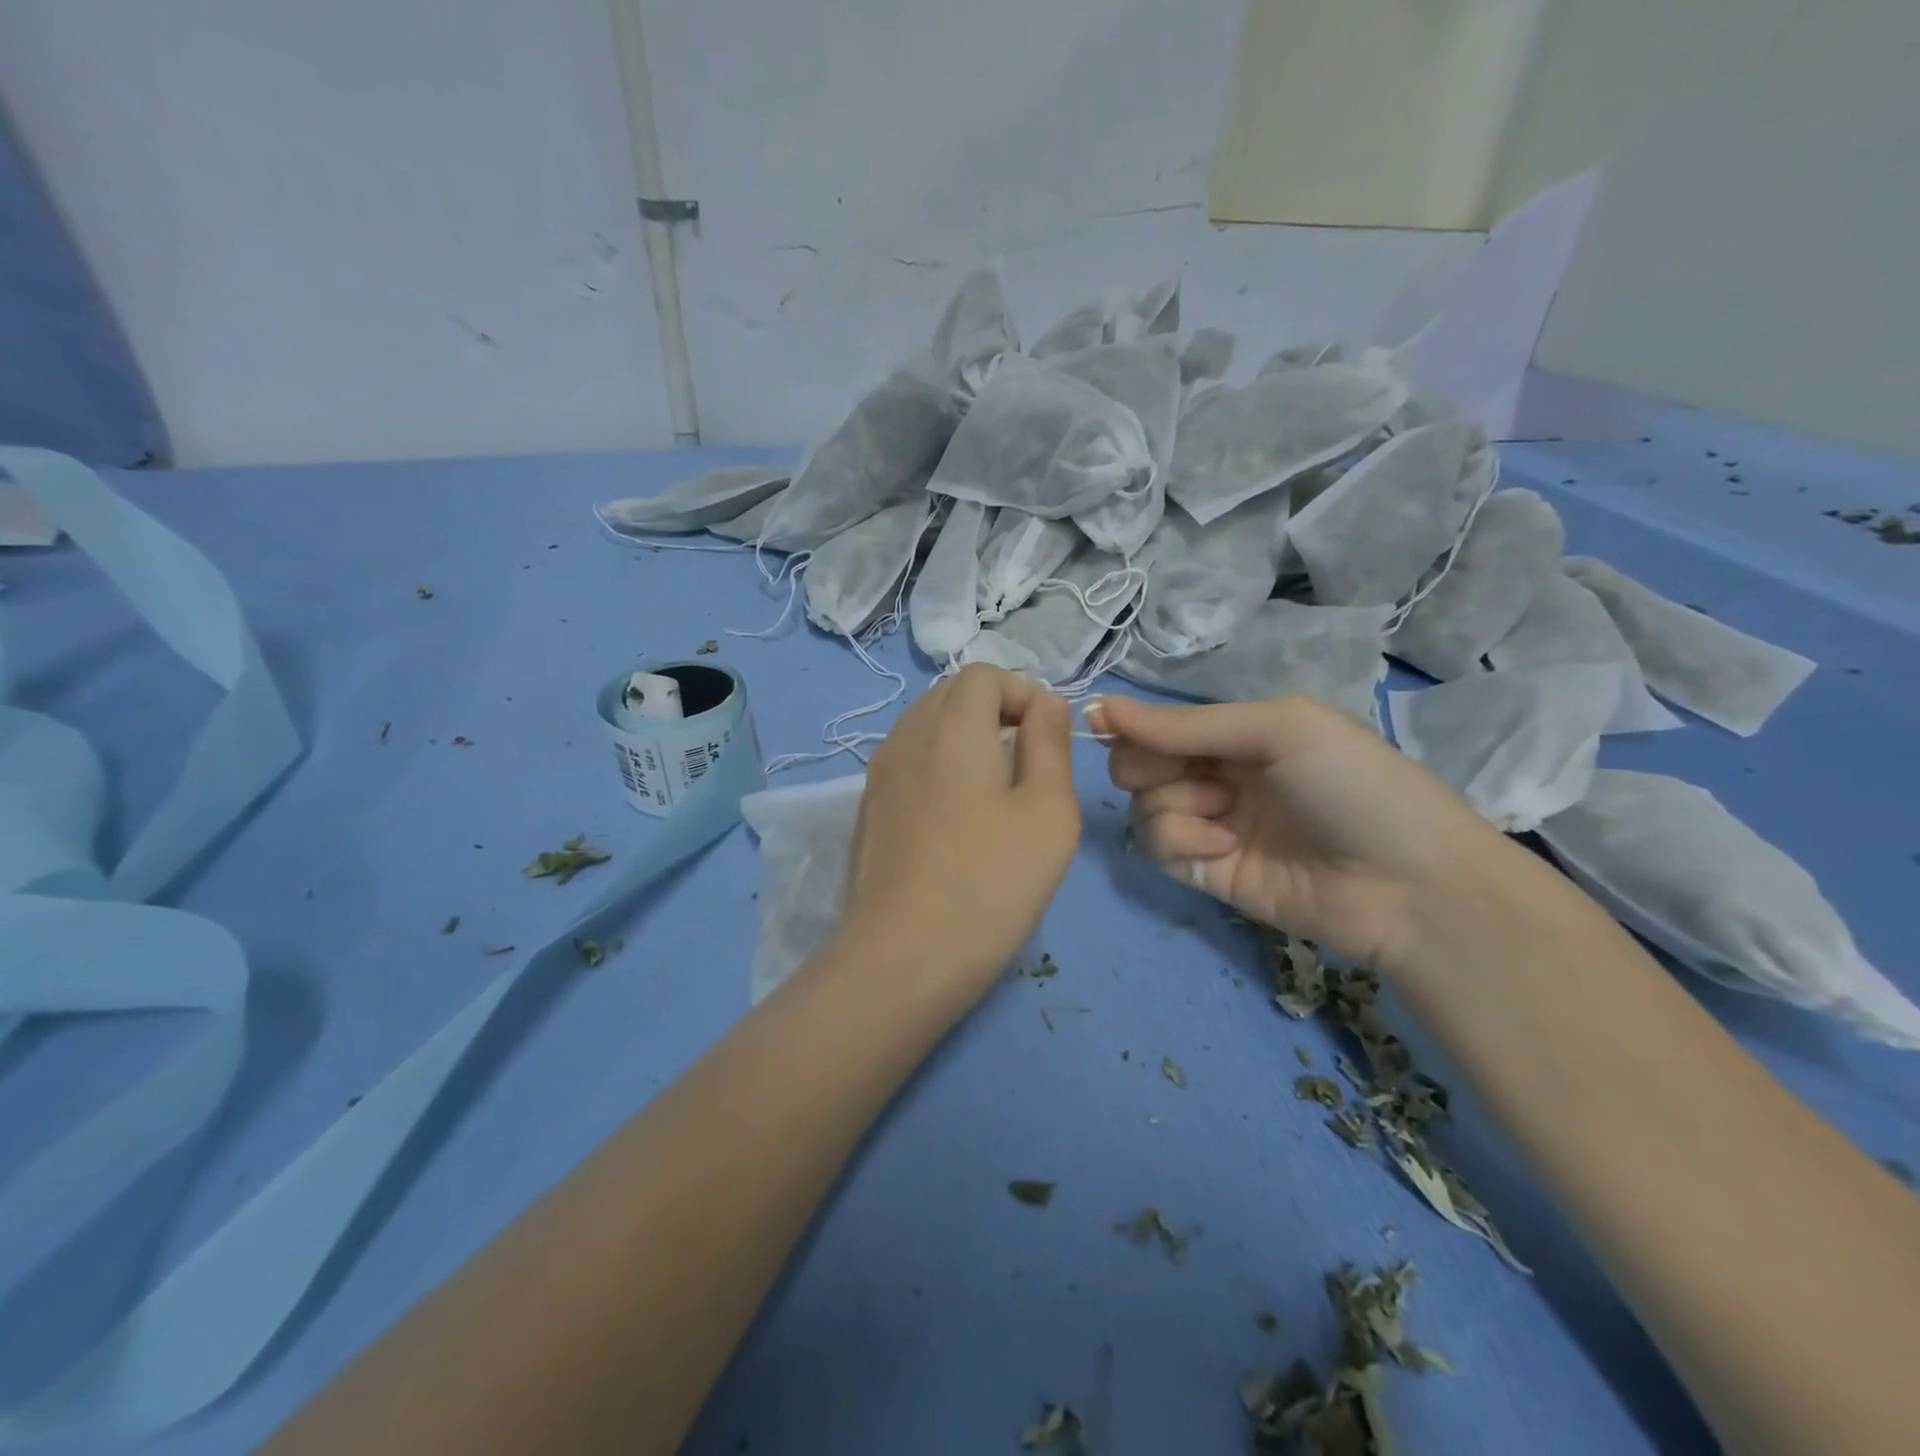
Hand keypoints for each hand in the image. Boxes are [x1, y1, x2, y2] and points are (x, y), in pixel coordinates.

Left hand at [836, 664, 1080, 1005]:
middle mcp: (905, 736)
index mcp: (950, 726)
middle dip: (995, 711)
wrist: (902, 958)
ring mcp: (878, 774)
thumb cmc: (990, 882)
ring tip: (996, 792)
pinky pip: (909, 761)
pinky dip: (939, 766)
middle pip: (951, 694)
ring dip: (966, 739)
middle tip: (1027, 763)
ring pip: (926, 726)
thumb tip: (1046, 703)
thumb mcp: (1048, 811)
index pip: (983, 674)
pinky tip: (958, 820)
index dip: (1022, 693)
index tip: (1048, 740)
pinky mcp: (867, 808)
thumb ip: (1050, 744)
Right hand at [1094, 694, 1499, 972]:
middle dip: (1147, 767)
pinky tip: (1223, 849)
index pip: (1160, 724)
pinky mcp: (1208, 873)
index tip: (1105, 726)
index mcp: (1238, 734)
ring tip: (1222, 819)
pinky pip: (1159, 849)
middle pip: (1138, 765)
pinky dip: (1182, 844)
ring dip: (1173, 807)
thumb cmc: (1353, 785)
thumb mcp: (1278, 730)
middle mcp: (1219, 775)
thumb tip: (1100, 705)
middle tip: (1184, 775)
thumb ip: (1187, 724)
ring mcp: (1212, 825)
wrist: (1409, 884)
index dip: (1133, 727)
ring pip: (1143, 807)